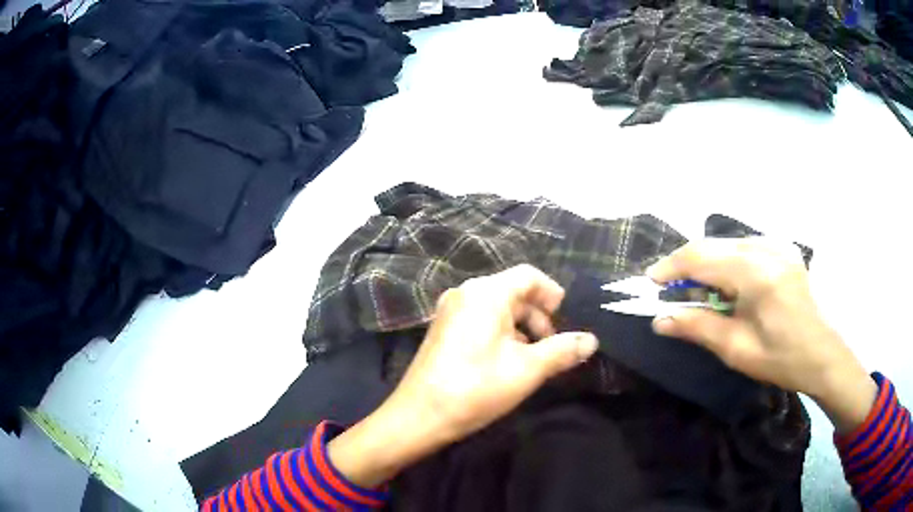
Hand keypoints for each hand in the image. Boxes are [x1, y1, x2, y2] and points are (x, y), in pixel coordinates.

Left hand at [328, 265, 597, 486]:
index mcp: (485, 293)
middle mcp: (465, 293)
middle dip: (538, 315)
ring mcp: (450, 311)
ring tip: (533, 358)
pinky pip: (480, 319)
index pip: (529, 276)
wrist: (418, 416)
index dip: (552, 293)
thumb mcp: (527, 370)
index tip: (565, 318)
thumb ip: (562, 351)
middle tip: (552, 346)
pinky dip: (501, 333)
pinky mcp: (442, 329)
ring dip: (521, 327)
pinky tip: (506, 361)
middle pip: (513, 291)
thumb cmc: (476, 388)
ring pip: (497, 308)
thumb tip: (591, 341)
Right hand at [647, 237, 876, 431]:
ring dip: (707, 263)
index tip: (651, 282)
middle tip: (671, 290)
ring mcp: (778, 245)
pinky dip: (726, 263)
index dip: (672, 266)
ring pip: (728, 244)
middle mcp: (767, 248)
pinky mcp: (783, 249)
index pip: (703, 256)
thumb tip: (659, 320)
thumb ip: (698, 328)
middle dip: (687, 264)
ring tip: (697, 291)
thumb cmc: (782, 359)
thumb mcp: (737, 350)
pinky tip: (726, 285)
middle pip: (714, 244)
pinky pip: (745, 247)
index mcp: (757, 274)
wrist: (823, 355)